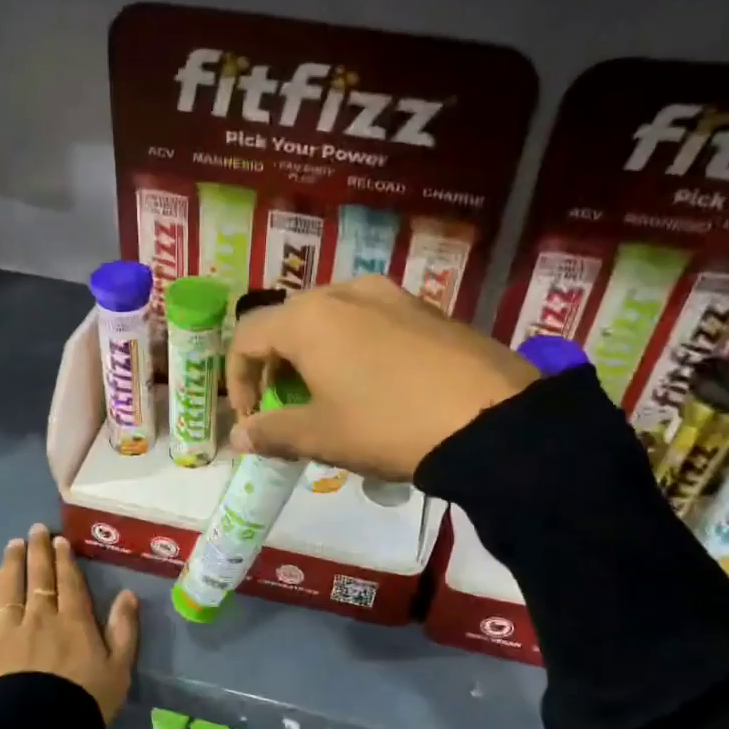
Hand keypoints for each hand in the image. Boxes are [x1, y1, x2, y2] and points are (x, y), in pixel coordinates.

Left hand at [0, 524, 139, 723]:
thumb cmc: (82, 704)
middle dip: (37, 551)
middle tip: (35, 530)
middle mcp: (39, 617)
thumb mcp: (118, 671)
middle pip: (38, 577)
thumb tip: (128, 594)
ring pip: (9, 587)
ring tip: (13, 545)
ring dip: (12, 563)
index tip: (59, 541)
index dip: (64, 559)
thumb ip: (123, 630)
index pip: (68, 581)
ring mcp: (7, 630)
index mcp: (74, 621)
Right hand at [226, 275, 539, 480]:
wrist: (491, 419)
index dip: (237, 380)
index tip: (251, 418)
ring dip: (314, 355)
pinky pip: (370, 321)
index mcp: (308, 318)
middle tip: (286, 408)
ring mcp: (390, 294)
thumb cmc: (387, 425)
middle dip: (276, 366)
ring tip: (330, 397)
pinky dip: (353, 348)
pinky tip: (375, 385)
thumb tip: (238, 437)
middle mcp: (345, 291)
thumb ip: (271, 431)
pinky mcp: (425, 307)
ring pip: (331, 319)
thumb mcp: (322, 435)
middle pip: (288, 322)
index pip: (246, 336)